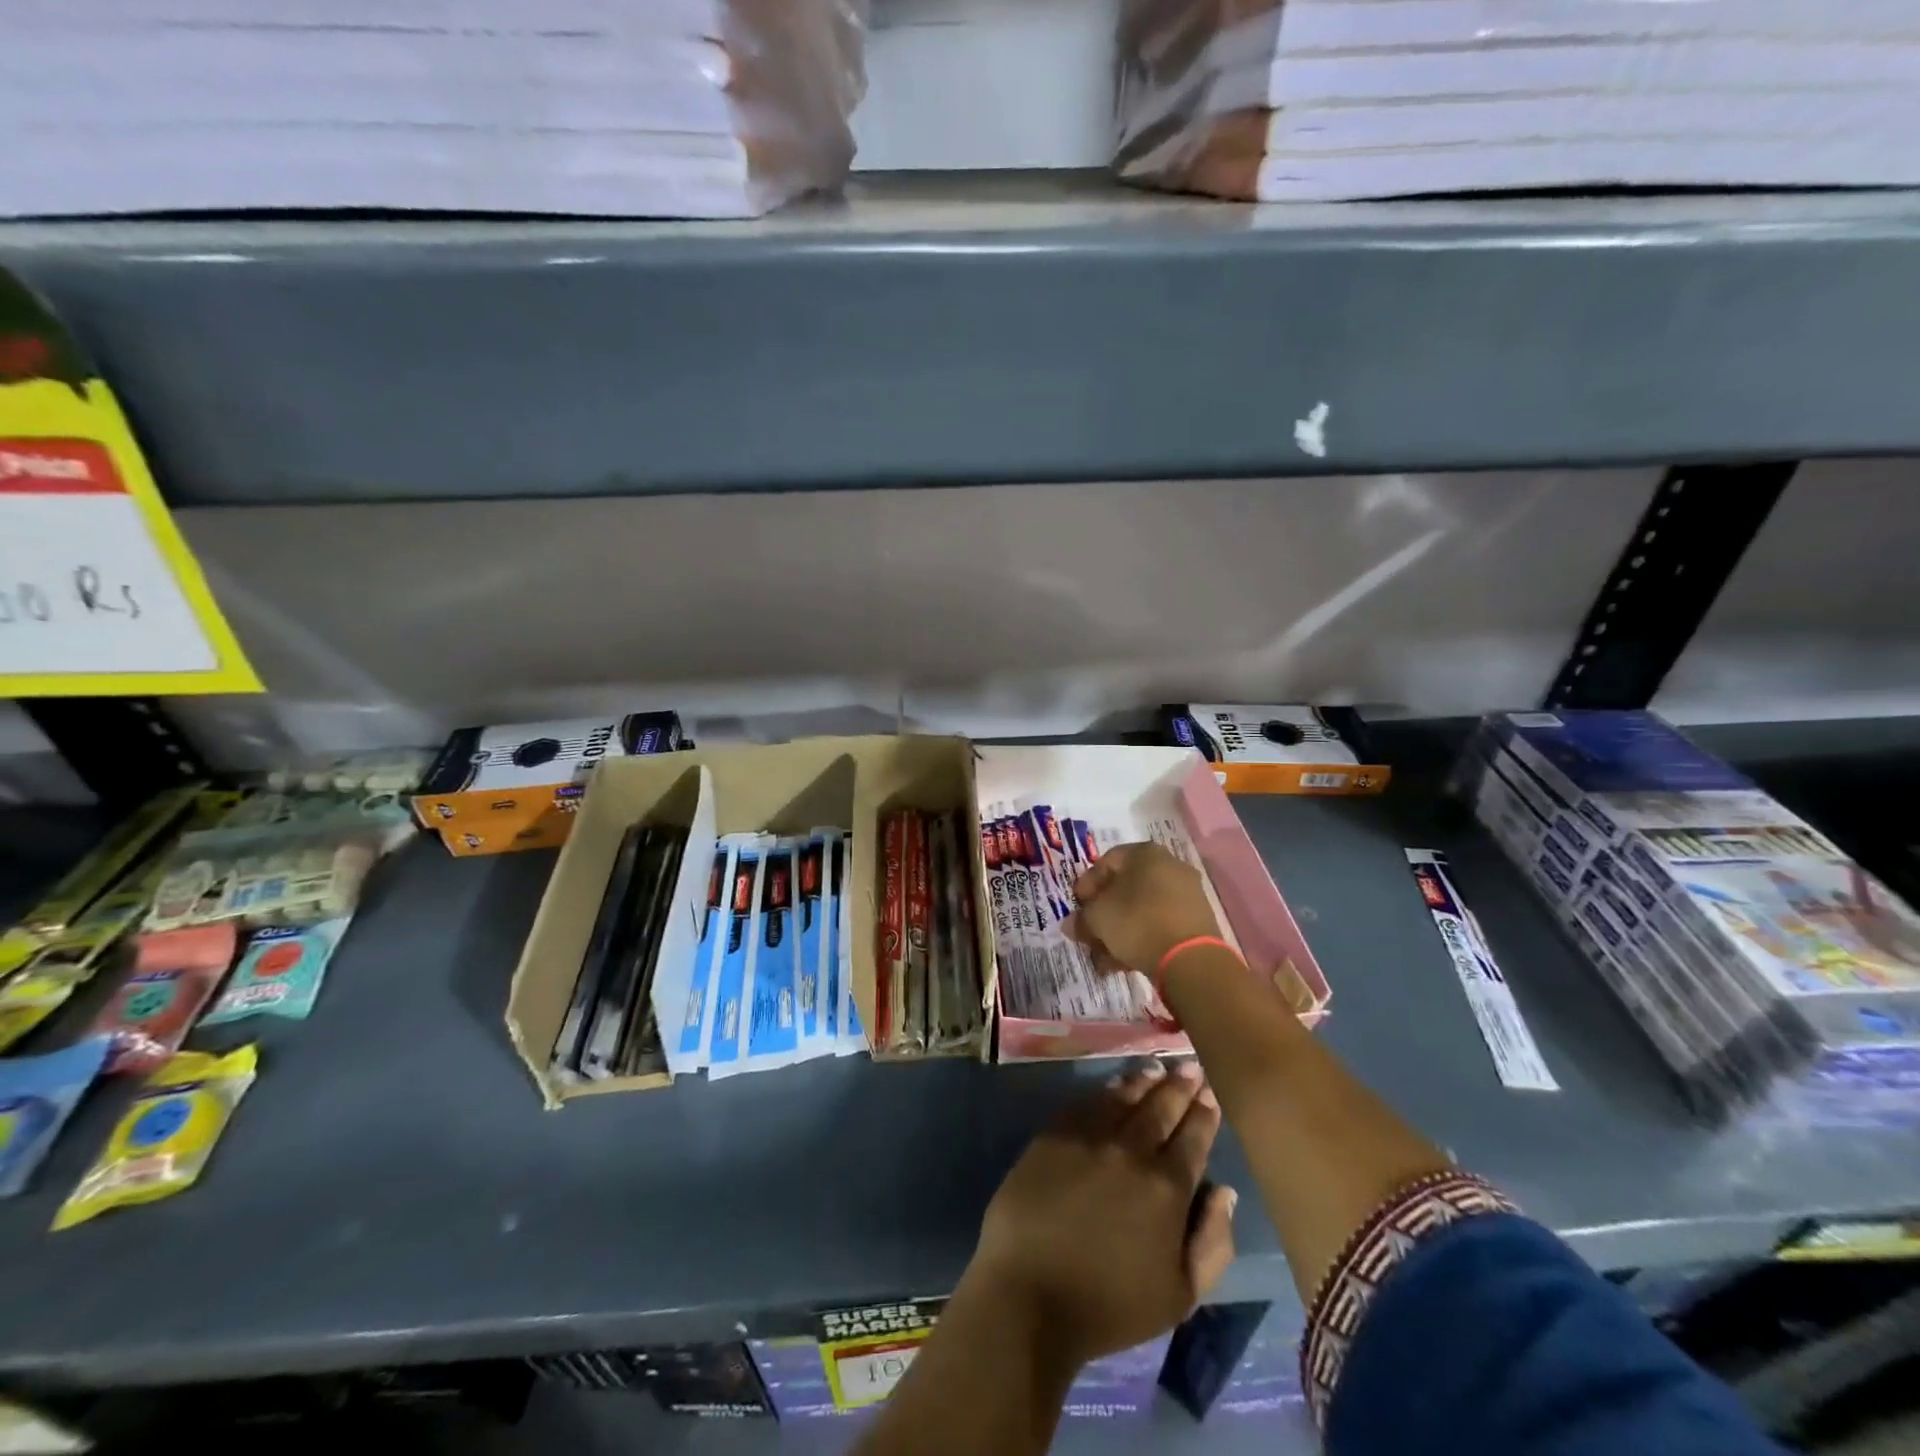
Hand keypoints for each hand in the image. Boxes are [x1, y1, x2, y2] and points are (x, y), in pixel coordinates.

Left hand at [967, 1061, 1237, 1368]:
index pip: (1194, 1138)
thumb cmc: (1110, 1306)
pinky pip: (1087, 1101)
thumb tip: (1224, 1190)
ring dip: (1144, 1080)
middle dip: (1180, 1086)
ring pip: (1124, 1097)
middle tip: (1190, 1067)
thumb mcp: (1180, 1295)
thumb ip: (1213, 1242)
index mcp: (1167, 1188)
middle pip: (1161, 1107)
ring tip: (1157, 1068)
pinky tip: (1115, 1085)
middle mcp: (1131, 1150)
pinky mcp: (1054, 1134)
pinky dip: (1107, 1089)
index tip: (1210, 1093)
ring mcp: (1089, 1137)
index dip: (1204, 1113)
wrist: (1029, 1293)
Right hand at [1065, 841, 1220, 975]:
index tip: (1077, 908)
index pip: (1106, 862)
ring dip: (1119, 931)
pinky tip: (1124, 962)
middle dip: (1103, 913)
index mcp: (1145, 853)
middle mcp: (1169, 866)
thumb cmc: (1137, 922)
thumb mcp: (1098, 918)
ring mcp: (1186, 894)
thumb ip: (1082, 918)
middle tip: (1089, 934)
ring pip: (1141, 909)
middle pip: (1125, 888)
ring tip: (1104, 958)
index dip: (1086, 885)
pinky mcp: (1196, 921)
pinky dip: (1141, 938)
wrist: (1190, 959)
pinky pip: (1159, 924)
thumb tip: (1071, 924)